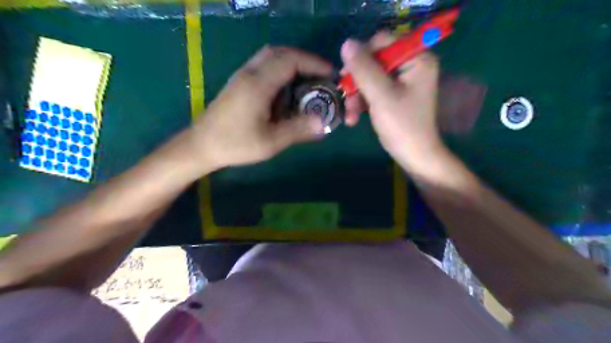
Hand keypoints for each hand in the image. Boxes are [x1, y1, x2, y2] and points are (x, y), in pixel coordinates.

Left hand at [186, 46, 332, 170]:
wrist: (201, 145)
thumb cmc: (235, 144)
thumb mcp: (271, 142)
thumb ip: (298, 130)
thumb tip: (323, 123)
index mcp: (259, 84)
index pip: (291, 60)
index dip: (314, 63)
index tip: (331, 74)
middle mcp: (250, 73)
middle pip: (280, 52)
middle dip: (304, 60)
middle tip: (320, 76)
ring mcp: (242, 76)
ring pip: (270, 57)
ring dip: (291, 63)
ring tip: (307, 82)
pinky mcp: (238, 83)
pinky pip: (263, 66)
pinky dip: (280, 71)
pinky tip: (286, 91)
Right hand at [339, 32, 444, 168]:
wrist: (414, 156)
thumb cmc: (402, 126)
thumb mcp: (381, 96)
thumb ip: (364, 69)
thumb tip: (347, 43)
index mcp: (417, 59)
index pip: (383, 41)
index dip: (362, 56)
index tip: (347, 74)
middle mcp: (411, 65)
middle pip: (374, 61)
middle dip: (357, 82)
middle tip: (345, 96)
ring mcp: (403, 81)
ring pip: (370, 78)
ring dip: (356, 96)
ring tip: (349, 116)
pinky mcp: (395, 95)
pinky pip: (373, 90)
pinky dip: (362, 103)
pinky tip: (353, 118)